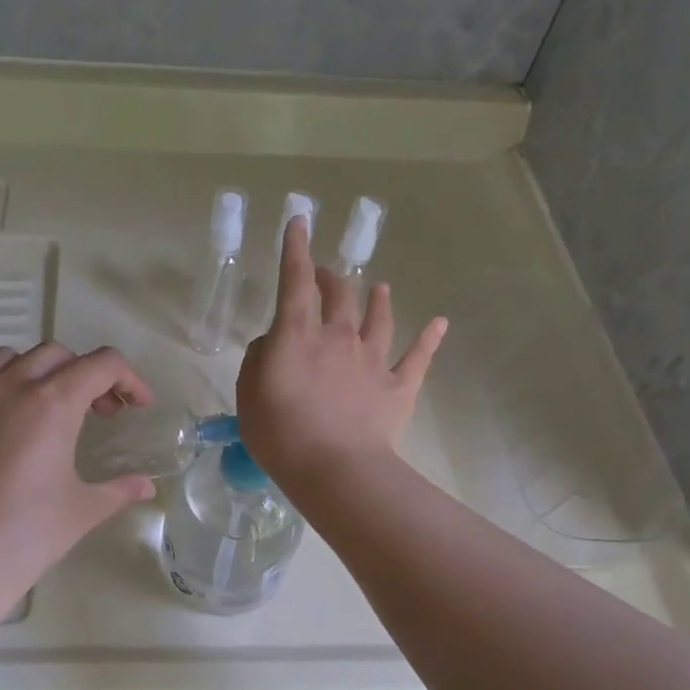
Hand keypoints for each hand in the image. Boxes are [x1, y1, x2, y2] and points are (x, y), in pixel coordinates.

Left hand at [0, 342, 157, 591]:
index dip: (129, 379)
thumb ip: (118, 489)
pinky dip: (0, 388)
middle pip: (59, 354)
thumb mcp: (82, 510)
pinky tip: (6, 424)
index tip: (138, 405)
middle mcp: (10, 386)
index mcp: (52, 402)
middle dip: (88, 375)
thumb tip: (145, 486)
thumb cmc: (26, 536)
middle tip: (101, 413)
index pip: (102, 364)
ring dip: (42, 373)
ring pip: (13, 358)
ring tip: (52, 409)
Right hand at [238, 214, 445, 486]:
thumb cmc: (280, 432)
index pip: (295, 281)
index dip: (296, 249)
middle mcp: (338, 336)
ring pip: (379, 318)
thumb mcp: (249, 393)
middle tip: (326, 275)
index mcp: (298, 335)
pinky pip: (417, 357)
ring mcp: (373, 360)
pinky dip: (429, 339)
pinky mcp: (398, 386)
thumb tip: (275, 341)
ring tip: (379, 288)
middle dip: (331, 278)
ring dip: (378, 300)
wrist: (334, 468)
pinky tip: (439, 323)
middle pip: (339, 295)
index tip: (300, 221)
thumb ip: (259, 358)